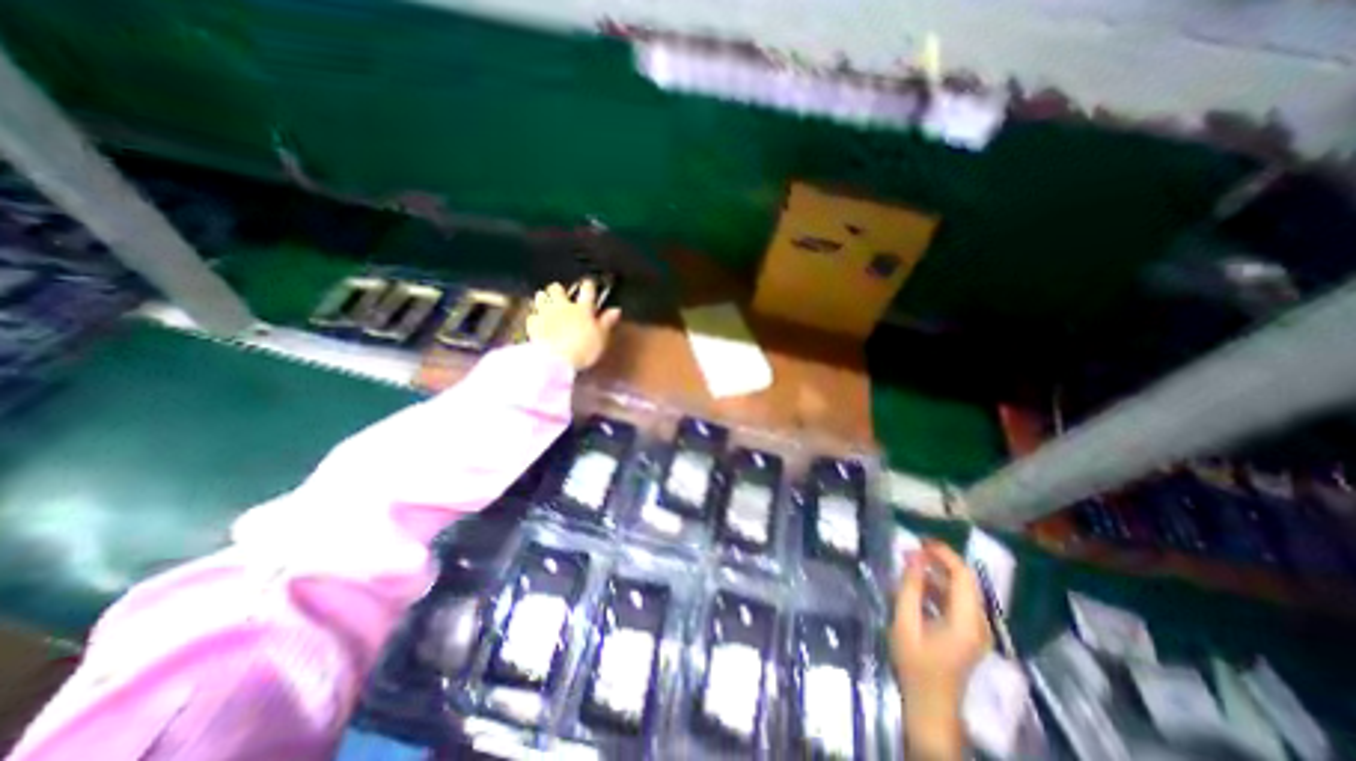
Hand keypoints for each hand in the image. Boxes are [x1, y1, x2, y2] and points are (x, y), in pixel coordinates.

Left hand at [526, 281, 619, 370]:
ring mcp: (545, 314)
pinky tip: (537, 321)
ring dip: (543, 298)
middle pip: (557, 289)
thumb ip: (607, 322)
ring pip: (541, 298)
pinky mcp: (533, 325)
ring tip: (546, 302)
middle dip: (558, 289)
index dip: (588, 285)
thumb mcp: (601, 337)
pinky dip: (535, 317)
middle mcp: (563, 306)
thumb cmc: (584, 348)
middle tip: (560, 294)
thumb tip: (616, 309)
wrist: (556, 360)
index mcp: (582, 309)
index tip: (589, 283)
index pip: (587, 290)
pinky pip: (532, 316)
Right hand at [897, 544, 991, 756]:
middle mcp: (979, 623)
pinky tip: (918, 585)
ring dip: (938, 573)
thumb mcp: (905, 622)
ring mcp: (977, 630)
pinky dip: (940, 587)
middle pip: (966, 581)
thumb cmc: (915, 665)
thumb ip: (910, 587)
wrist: (931, 707)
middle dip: (940, 560)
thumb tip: (914, 556)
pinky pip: (958, 601)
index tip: (919, 541)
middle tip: (912, 550)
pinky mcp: (969, 634)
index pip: (963, 576)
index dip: (944, 554)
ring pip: (962, 590)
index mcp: (966, 621)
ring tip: (910, 563)